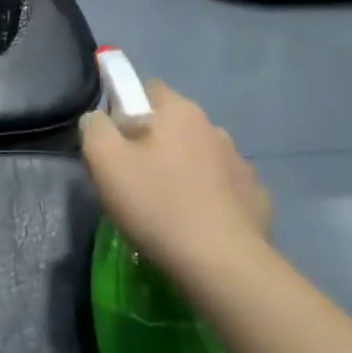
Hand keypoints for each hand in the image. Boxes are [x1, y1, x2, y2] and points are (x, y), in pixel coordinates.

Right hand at [79, 82, 271, 289]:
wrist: (221, 262)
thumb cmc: (156, 206)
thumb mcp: (105, 163)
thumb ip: (95, 129)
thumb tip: (98, 119)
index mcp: (180, 113)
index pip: (148, 89)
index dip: (126, 110)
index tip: (115, 145)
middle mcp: (214, 128)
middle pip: (174, 126)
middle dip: (154, 145)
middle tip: (133, 182)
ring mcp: (240, 163)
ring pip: (200, 157)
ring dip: (183, 172)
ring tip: (166, 209)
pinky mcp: (255, 196)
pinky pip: (223, 188)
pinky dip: (209, 199)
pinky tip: (196, 225)